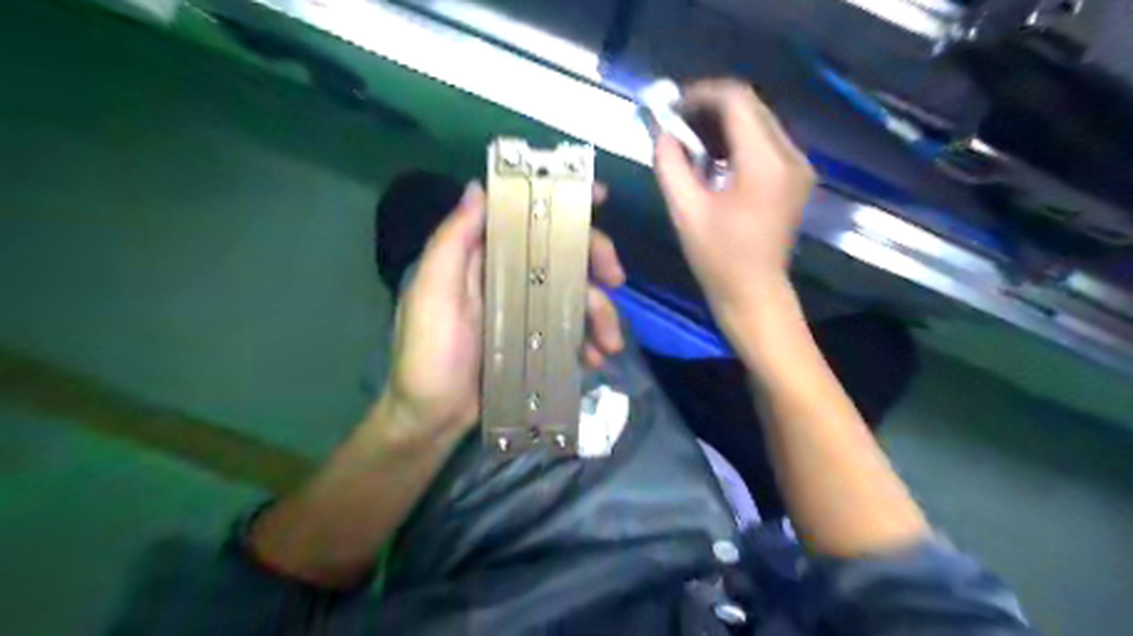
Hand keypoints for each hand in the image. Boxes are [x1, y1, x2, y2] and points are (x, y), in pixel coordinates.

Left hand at [381, 181, 627, 444]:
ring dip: (601, 313)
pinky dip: (588, 340)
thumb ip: (453, 242)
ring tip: (610, 345)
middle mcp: (507, 276)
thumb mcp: (432, 293)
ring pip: (573, 292)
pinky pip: (571, 328)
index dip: (561, 202)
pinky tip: (594, 360)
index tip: (599, 197)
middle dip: (596, 259)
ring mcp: (525, 309)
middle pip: (560, 251)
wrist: (433, 418)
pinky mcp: (535, 339)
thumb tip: (478, 187)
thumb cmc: (428, 354)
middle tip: (617, 280)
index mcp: (481, 257)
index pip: (524, 217)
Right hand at [656, 79, 815, 322]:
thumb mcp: (685, 211)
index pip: (736, 100)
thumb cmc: (718, 258)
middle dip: (709, 109)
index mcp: (765, 162)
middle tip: (675, 125)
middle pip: (750, 107)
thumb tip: (662, 132)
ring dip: (722, 125)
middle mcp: (791, 155)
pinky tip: (712, 159)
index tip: (670, 108)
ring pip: (758, 122)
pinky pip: (765, 143)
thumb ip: (670, 164)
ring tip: (689, 142)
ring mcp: (798, 166)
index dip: (700, 95)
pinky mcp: (795, 178)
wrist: (754, 294)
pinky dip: (736, 142)